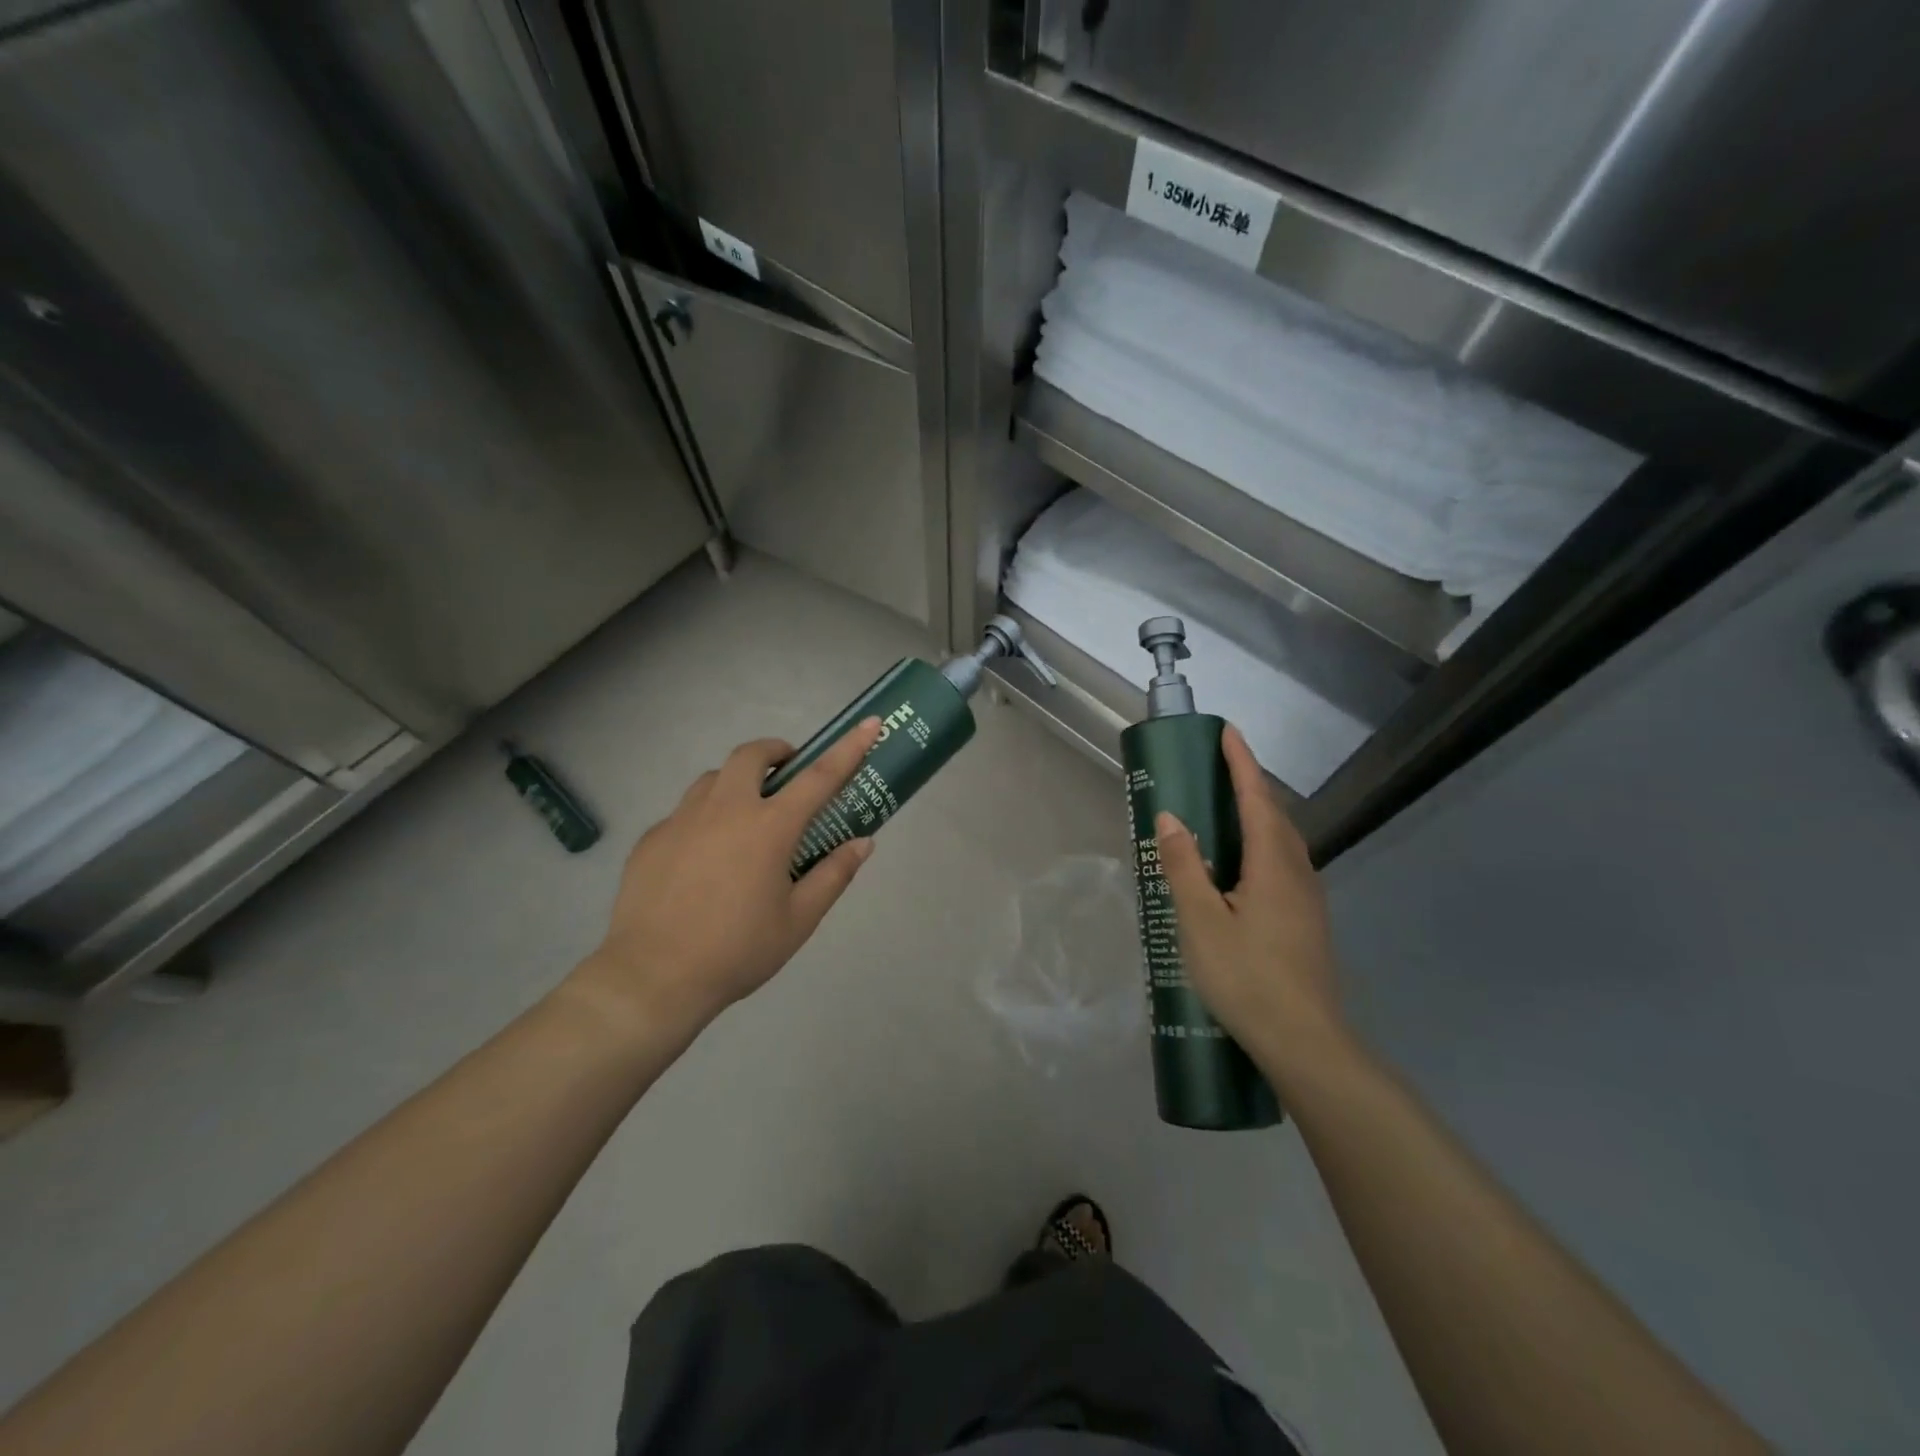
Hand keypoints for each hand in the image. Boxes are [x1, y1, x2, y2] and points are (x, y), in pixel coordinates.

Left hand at [564, 721, 882, 1041]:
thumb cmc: (737, 950)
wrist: (652, 978)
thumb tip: (862, 843)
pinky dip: (704, 819)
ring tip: (744, 819)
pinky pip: (684, 813)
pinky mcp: (652, 838)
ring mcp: (682, 819)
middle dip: (775, 753)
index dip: (848, 748)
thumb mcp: (799, 920)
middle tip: (787, 776)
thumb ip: (833, 875)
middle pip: (751, 755)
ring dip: (736, 783)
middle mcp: (725, 809)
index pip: (819, 776)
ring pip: (712, 779)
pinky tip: (703, 860)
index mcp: (769, 828)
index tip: (868, 724)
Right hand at [1154, 724, 1350, 1084]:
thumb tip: (1170, 817)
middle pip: (1274, 815)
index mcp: (1273, 865)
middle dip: (1248, 784)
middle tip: (1216, 767)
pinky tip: (1239, 867)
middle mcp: (1297, 873)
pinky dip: (1260, 844)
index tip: (1227, 731)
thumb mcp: (1200, 922)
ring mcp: (1307, 899)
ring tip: (1224, 809)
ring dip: (1256, 814)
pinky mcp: (1307, 922)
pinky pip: (1282, 864)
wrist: (1306, 1044)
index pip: (1256, 798)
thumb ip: (1184, 866)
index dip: (1241, 762)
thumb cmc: (1247, 978)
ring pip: (1282, 841)